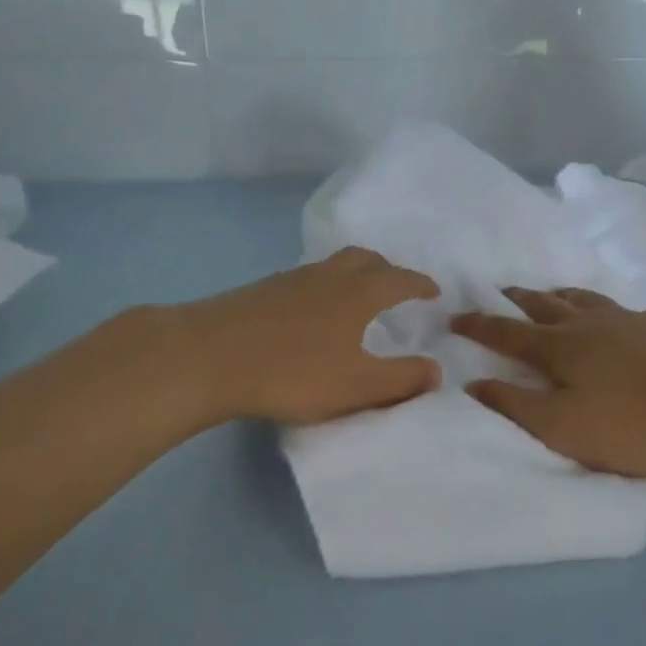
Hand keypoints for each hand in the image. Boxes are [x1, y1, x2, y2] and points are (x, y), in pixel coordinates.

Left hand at [179, 247, 441, 425]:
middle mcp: (328, 276)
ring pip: (333, 266)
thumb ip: (401, 379)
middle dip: (388, 270)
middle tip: (397, 288)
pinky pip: (307, 279)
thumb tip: (437, 370)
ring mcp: (291, 279)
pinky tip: (312, 313)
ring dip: (354, 274)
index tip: (434, 291)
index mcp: (358, 293)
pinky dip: (324, 287)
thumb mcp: (357, 385)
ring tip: (357, 299)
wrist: (208, 357)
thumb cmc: (292, 372)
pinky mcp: (262, 291)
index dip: (420, 284)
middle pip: (365, 259)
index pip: (400, 279)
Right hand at [452, 287, 645, 476]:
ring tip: (553, 294)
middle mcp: (590, 324)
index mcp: (560, 347)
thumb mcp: (562, 426)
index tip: (455, 317)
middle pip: (546, 305)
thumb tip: (473, 382)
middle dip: (519, 300)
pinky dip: (617, 313)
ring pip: (587, 300)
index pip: (507, 333)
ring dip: (562, 295)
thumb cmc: (632, 424)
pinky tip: (628, 319)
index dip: (479, 326)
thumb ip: (515, 405)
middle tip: (503, 292)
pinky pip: (631, 313)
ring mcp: (629, 321)